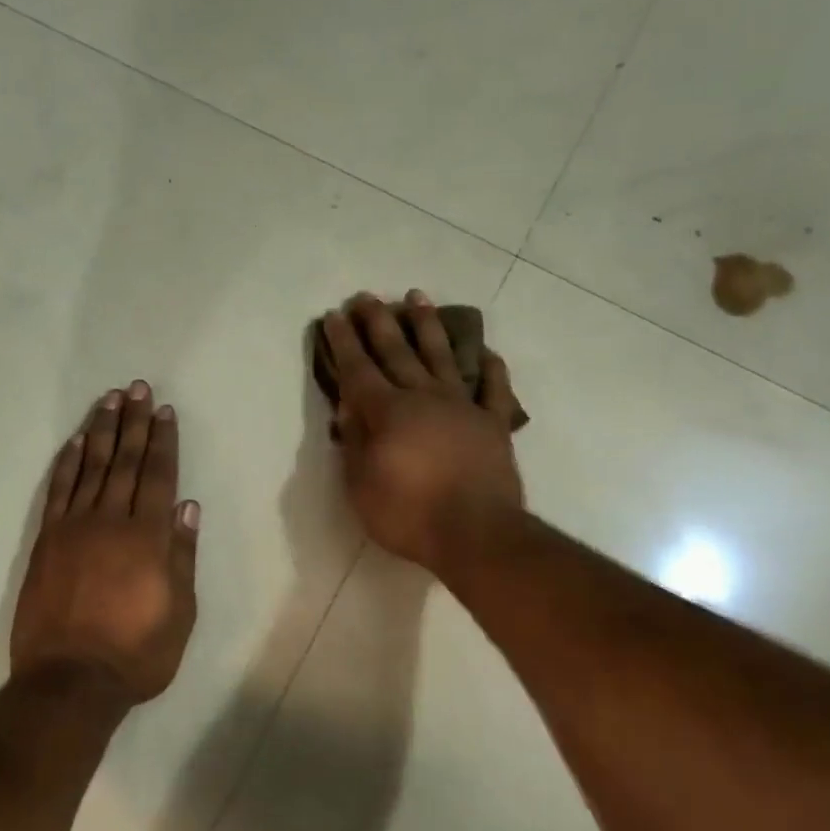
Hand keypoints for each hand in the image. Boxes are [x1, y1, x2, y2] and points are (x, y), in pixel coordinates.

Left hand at [11, 382, 200, 702]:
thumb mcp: (180, 612)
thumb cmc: (136, 653)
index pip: (158, 476)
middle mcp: (112, 521)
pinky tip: (77, 442)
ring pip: (92, 467)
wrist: (70, 681)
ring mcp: (74, 528)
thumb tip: (187, 507)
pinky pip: (59, 491)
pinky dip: (68, 462)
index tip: (164, 412)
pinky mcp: (47, 541)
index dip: (163, 441)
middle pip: (126, 462)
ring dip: (102, 431)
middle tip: (137, 389)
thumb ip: (182, 555)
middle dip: (134, 423)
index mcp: (148, 538)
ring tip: (110, 401)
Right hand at [321, 291, 525, 574]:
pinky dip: (491, 369)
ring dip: (427, 326)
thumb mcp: (361, 485)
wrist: (476, 534)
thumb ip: (354, 441)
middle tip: (365, 297)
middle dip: (377, 323)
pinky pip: (494, 389)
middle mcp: (423, 397)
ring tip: (416, 297)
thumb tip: (349, 406)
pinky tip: (486, 352)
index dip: (343, 342)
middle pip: (396, 352)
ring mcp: (462, 407)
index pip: (358, 369)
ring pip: (442, 356)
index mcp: (387, 412)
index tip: (334, 315)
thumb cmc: (408, 514)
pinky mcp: (493, 424)